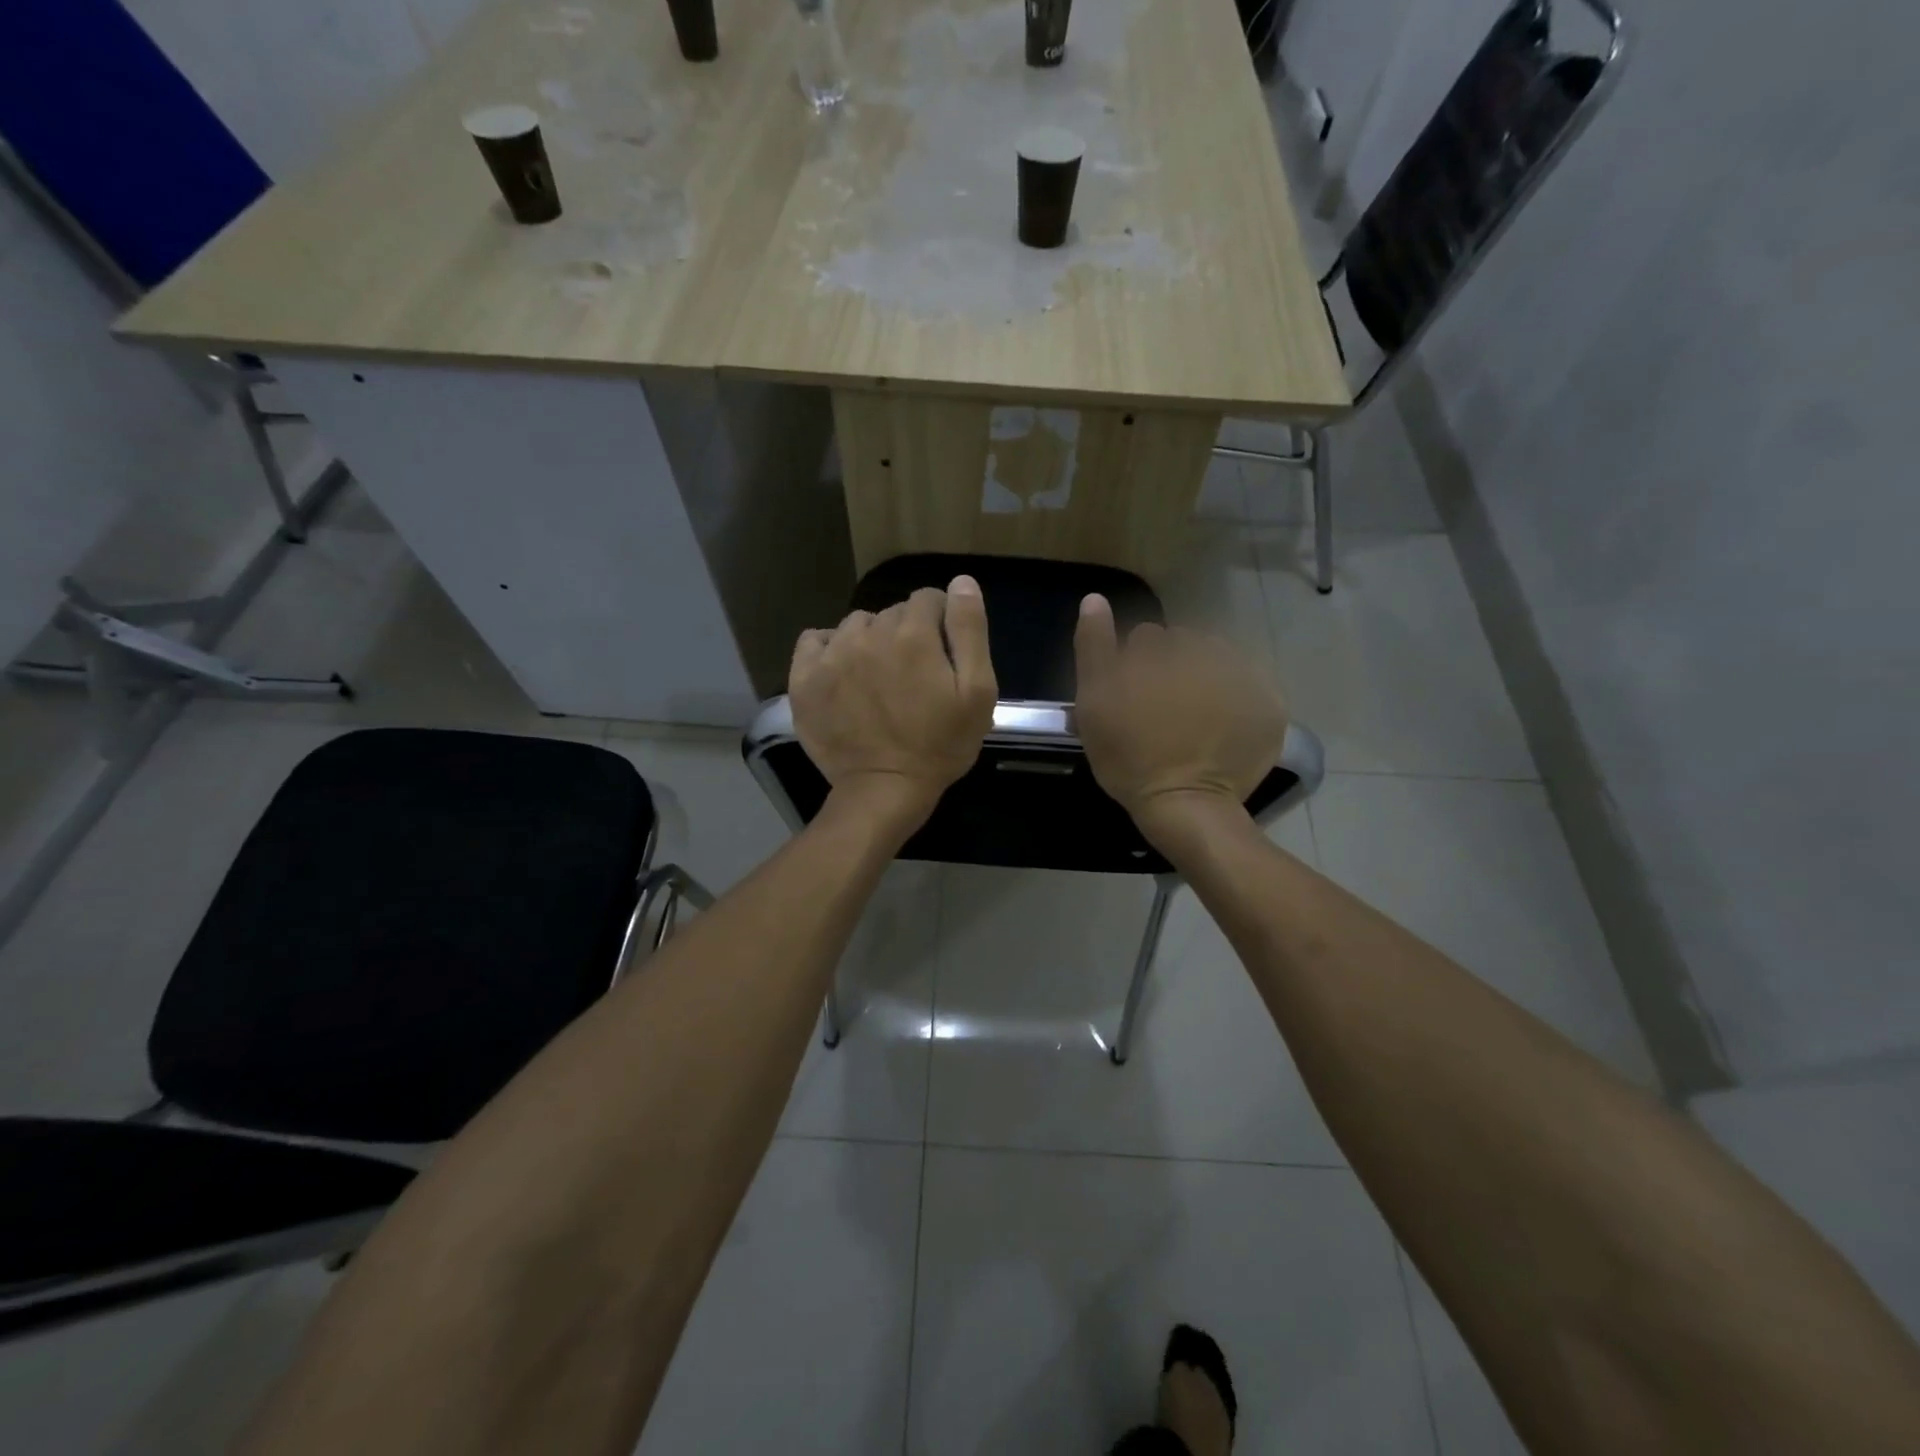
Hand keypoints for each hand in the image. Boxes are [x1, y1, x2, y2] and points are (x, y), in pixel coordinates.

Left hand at [790, 577, 997, 835]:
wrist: (884, 789)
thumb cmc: (940, 745)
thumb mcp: (978, 692)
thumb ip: (970, 630)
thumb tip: (961, 582)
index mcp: (913, 634)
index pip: (929, 598)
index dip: (941, 621)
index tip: (943, 653)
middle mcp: (868, 633)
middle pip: (892, 612)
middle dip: (906, 633)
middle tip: (913, 674)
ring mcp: (831, 654)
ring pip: (855, 625)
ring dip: (869, 640)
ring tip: (876, 677)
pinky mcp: (804, 678)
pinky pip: (814, 641)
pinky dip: (828, 649)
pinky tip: (841, 672)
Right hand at [1073, 594, 1286, 847]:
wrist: (1185, 804)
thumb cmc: (1129, 755)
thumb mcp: (1093, 700)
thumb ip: (1093, 646)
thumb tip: (1095, 598)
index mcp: (1163, 650)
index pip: (1146, 638)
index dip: (1135, 666)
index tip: (1132, 698)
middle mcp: (1207, 653)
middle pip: (1185, 647)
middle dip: (1173, 668)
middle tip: (1163, 711)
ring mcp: (1245, 679)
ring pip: (1220, 664)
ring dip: (1207, 680)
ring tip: (1195, 720)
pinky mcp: (1270, 708)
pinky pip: (1252, 690)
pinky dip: (1238, 703)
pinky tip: (1221, 729)